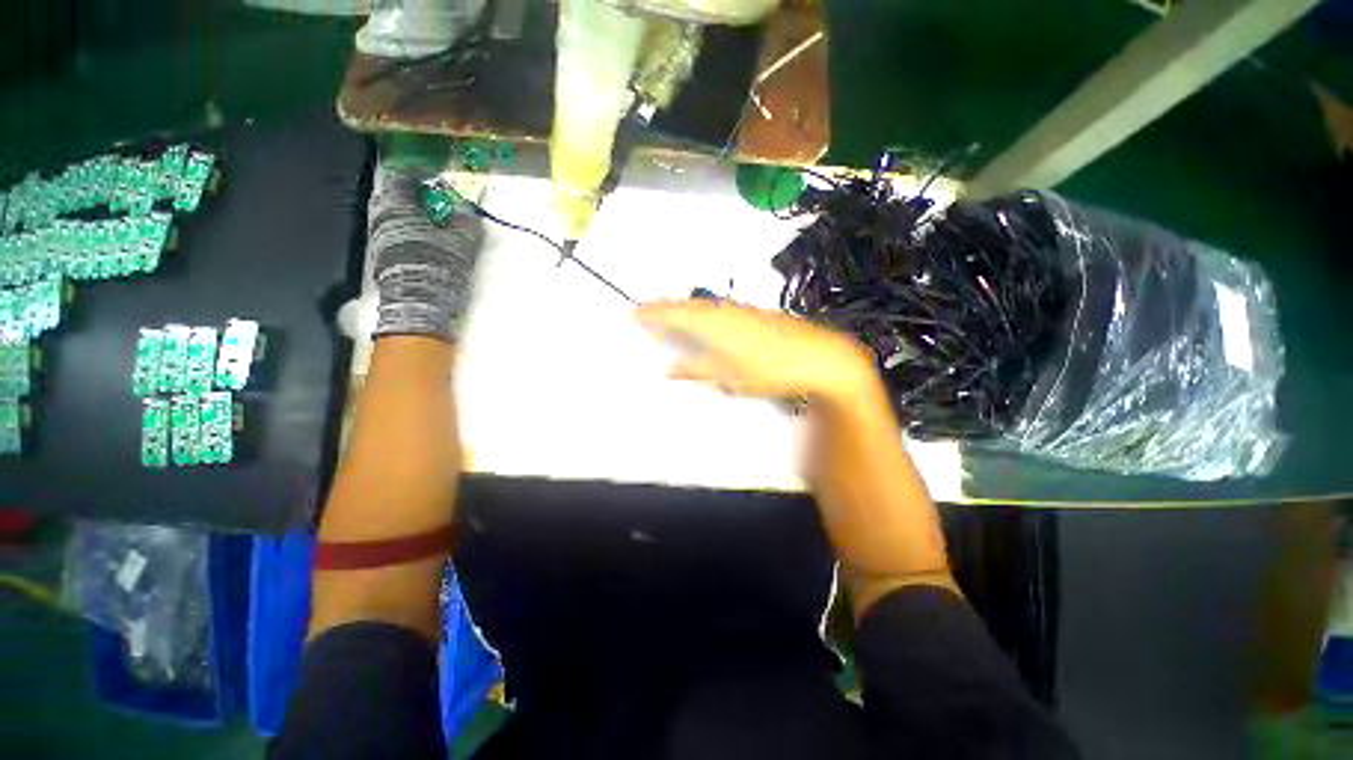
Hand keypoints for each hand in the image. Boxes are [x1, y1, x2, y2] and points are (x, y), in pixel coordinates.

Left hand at [369, 163, 483, 341]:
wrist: (419, 304)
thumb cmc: (439, 265)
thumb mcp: (462, 240)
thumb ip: (466, 220)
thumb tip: (468, 206)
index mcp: (396, 205)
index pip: (403, 175)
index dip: (422, 173)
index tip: (438, 179)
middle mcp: (381, 216)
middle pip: (397, 196)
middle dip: (417, 197)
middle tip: (440, 204)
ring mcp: (378, 238)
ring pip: (397, 217)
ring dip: (416, 217)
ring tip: (438, 227)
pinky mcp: (383, 257)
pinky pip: (397, 234)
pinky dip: (412, 233)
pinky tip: (428, 244)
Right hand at [635, 299, 876, 404]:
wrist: (818, 357)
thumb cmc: (770, 370)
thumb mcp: (729, 377)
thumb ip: (697, 371)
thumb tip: (668, 369)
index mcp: (714, 324)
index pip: (675, 313)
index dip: (653, 312)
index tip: (633, 312)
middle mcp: (725, 310)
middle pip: (687, 305)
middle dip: (664, 307)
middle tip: (645, 310)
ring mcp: (741, 310)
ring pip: (703, 306)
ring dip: (684, 309)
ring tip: (669, 315)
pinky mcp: (754, 314)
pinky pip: (718, 309)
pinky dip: (703, 313)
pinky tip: (705, 323)